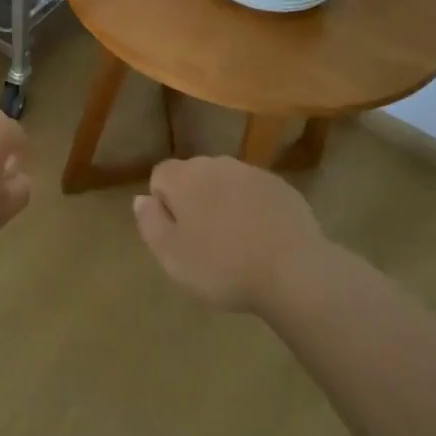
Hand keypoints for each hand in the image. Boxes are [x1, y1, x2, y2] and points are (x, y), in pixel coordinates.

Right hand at [133, 156, 327, 310]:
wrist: (294, 271)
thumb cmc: (223, 267)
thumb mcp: (171, 256)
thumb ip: (150, 222)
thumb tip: (141, 199)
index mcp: (185, 177)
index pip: (160, 175)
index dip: (163, 204)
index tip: (177, 235)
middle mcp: (216, 164)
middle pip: (193, 176)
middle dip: (194, 200)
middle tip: (204, 241)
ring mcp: (253, 172)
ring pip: (226, 182)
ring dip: (223, 203)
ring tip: (236, 241)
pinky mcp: (281, 186)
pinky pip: (255, 192)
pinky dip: (252, 208)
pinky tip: (262, 238)